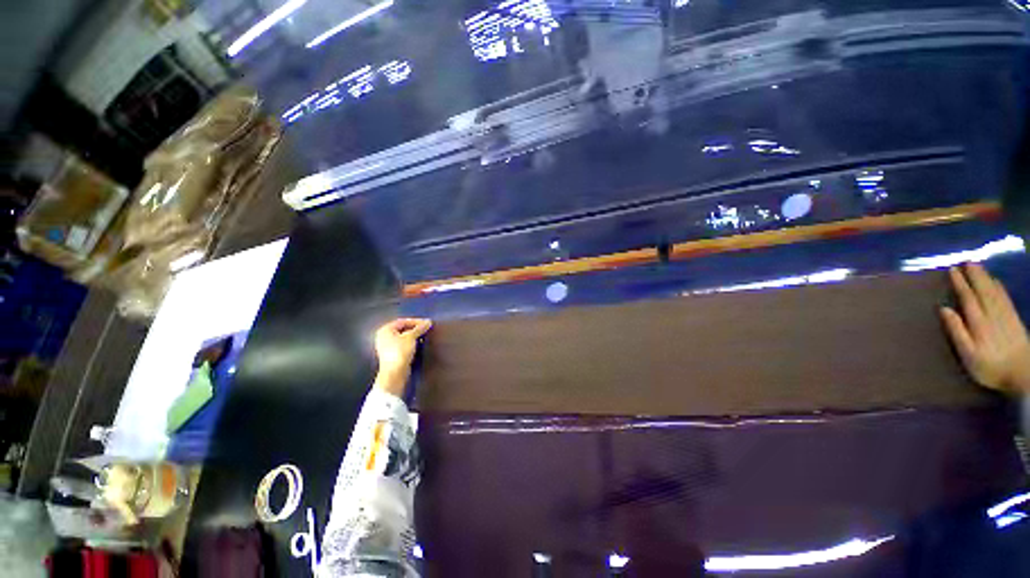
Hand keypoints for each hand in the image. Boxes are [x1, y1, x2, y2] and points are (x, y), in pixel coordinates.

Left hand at [373, 318, 432, 396]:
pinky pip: (403, 344)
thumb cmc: (400, 352)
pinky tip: (419, 343)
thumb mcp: (411, 337)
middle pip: (403, 328)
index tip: (427, 323)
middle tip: (426, 328)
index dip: (416, 321)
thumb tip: (428, 322)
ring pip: (403, 337)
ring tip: (424, 335)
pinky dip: (411, 342)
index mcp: (385, 330)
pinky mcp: (392, 354)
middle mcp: (384, 336)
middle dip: (415, 328)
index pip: (403, 321)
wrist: (394, 373)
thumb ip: (419, 328)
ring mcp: (387, 346)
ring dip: (414, 335)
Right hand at [940, 263, 1029, 394]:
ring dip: (986, 278)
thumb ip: (957, 332)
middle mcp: (992, 314)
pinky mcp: (1014, 318)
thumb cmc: (990, 367)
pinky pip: (1005, 298)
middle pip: (983, 291)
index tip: (952, 270)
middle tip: (967, 261)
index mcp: (978, 322)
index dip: (960, 283)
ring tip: (979, 267)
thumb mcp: (968, 354)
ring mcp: (1005, 315)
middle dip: (975, 276)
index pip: (967, 297)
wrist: (1023, 374)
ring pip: (994, 292)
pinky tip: (996, 282)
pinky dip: (999, 287)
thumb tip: (944, 309)